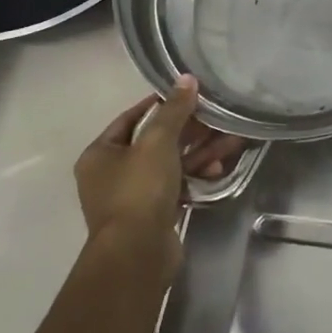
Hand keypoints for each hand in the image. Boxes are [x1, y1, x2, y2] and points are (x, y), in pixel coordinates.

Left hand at [74, 78, 244, 261]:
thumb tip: (187, 78)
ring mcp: (133, 197)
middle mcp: (112, 174)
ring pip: (170, 164)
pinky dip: (196, 175)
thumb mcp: (157, 142)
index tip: (188, 94)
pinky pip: (178, 185)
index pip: (131, 118)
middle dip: (190, 130)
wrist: (138, 254)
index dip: (159, 104)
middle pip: (155, 141)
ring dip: (199, 152)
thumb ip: (174, 110)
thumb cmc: (139, 190)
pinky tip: (219, 170)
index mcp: (100, 154)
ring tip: (231, 141)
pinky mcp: (153, 215)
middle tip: (217, 117)